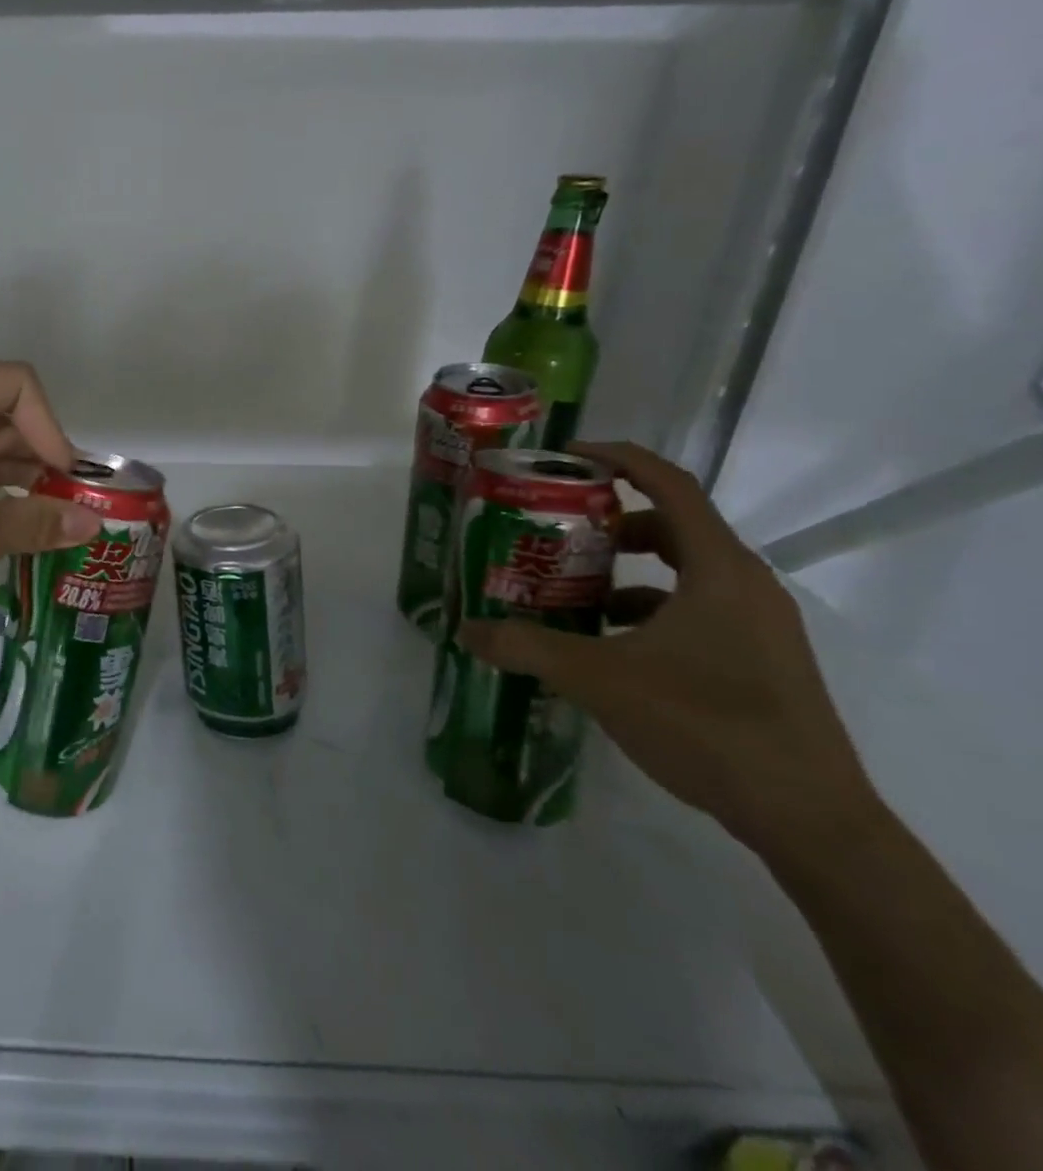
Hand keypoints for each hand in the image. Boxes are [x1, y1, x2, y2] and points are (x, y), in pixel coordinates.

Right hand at [459, 441, 882, 856]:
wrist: (807, 816)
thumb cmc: (706, 725)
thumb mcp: (599, 680)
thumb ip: (526, 648)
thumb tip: (466, 630)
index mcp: (718, 570)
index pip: (670, 485)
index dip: (618, 460)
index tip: (567, 457)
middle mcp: (745, 584)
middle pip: (674, 524)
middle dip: (611, 522)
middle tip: (557, 530)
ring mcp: (759, 623)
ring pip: (685, 570)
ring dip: (628, 569)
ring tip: (573, 589)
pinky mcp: (760, 657)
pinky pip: (697, 607)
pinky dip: (650, 608)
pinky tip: (611, 642)